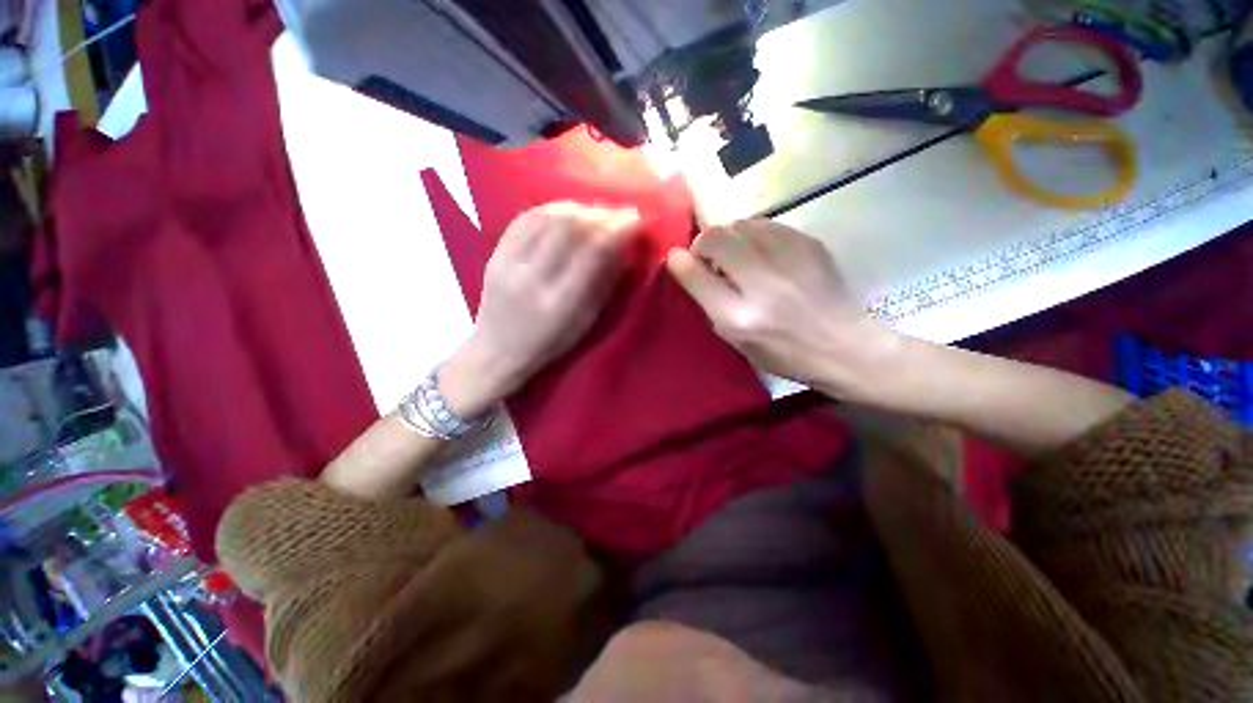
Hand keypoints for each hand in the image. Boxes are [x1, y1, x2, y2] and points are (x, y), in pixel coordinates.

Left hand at [442, 202, 640, 415]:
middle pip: (568, 227)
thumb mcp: (583, 323)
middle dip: (600, 213)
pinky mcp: (494, 254)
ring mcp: (508, 263)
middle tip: (618, 213)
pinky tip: (567, 211)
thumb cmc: (548, 343)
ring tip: (595, 212)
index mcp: (559, 304)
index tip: (635, 219)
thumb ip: (602, 284)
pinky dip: (551, 209)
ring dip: (577, 208)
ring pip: (546, 217)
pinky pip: (525, 218)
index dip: (617, 230)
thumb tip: (622, 247)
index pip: (592, 253)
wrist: (497, 350)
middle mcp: (532, 279)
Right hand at [665, 219, 894, 395]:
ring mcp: (788, 258)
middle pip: (716, 237)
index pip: (697, 275)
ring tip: (736, 255)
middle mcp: (761, 283)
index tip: (679, 260)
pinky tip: (761, 252)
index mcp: (739, 317)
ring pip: (740, 224)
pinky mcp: (809, 243)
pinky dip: (753, 233)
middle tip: (710, 259)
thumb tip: (681, 261)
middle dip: (704, 243)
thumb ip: (707, 300)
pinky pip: (766, 224)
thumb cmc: (782, 351)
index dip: (682, 262)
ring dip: (729, 236)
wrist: (843, 344)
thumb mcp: (735, 339)